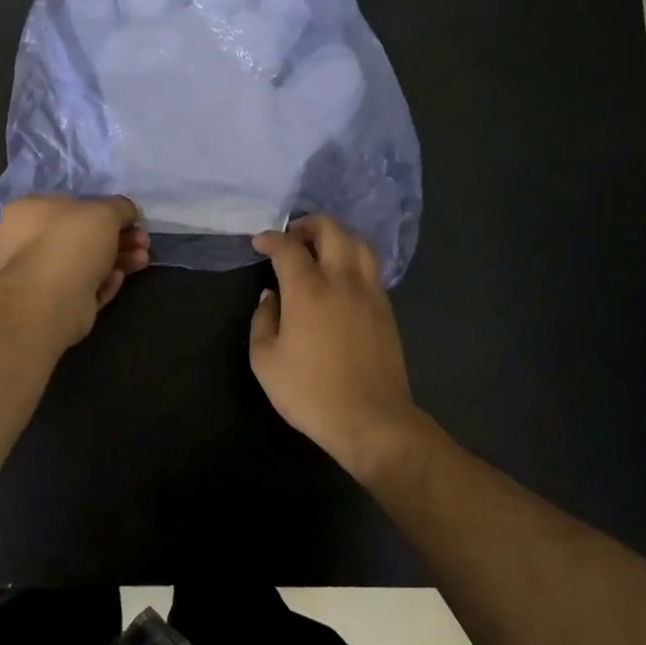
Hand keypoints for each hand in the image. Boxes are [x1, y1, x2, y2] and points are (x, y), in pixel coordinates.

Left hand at [0, 195, 150, 346]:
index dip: (104, 209)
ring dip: (119, 259)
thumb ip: (120, 207)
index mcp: (29, 210)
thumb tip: (129, 211)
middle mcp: (28, 240)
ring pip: (87, 262)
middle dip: (119, 237)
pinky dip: (104, 282)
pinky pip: (85, 286)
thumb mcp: (105, 211)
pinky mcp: (54, 301)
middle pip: (84, 235)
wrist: (53, 299)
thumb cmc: (72, 241)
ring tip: (142, 260)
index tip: (131, 218)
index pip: (71, 204)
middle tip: (143, 241)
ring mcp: (40, 274)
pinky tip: (117, 279)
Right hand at [249, 216, 425, 480]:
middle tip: (291, 237)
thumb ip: (263, 320)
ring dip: (336, 236)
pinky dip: (352, 258)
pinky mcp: (386, 309)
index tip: (259, 242)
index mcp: (308, 290)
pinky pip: (370, 267)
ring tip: (319, 249)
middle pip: (331, 230)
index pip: (288, 247)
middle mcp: (342, 280)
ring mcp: (370, 292)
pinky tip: (341, 276)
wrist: (371, 420)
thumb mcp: (266, 360)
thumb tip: (271, 296)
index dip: (271, 238)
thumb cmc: (310, 392)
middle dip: (308, 224)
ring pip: (358, 243)